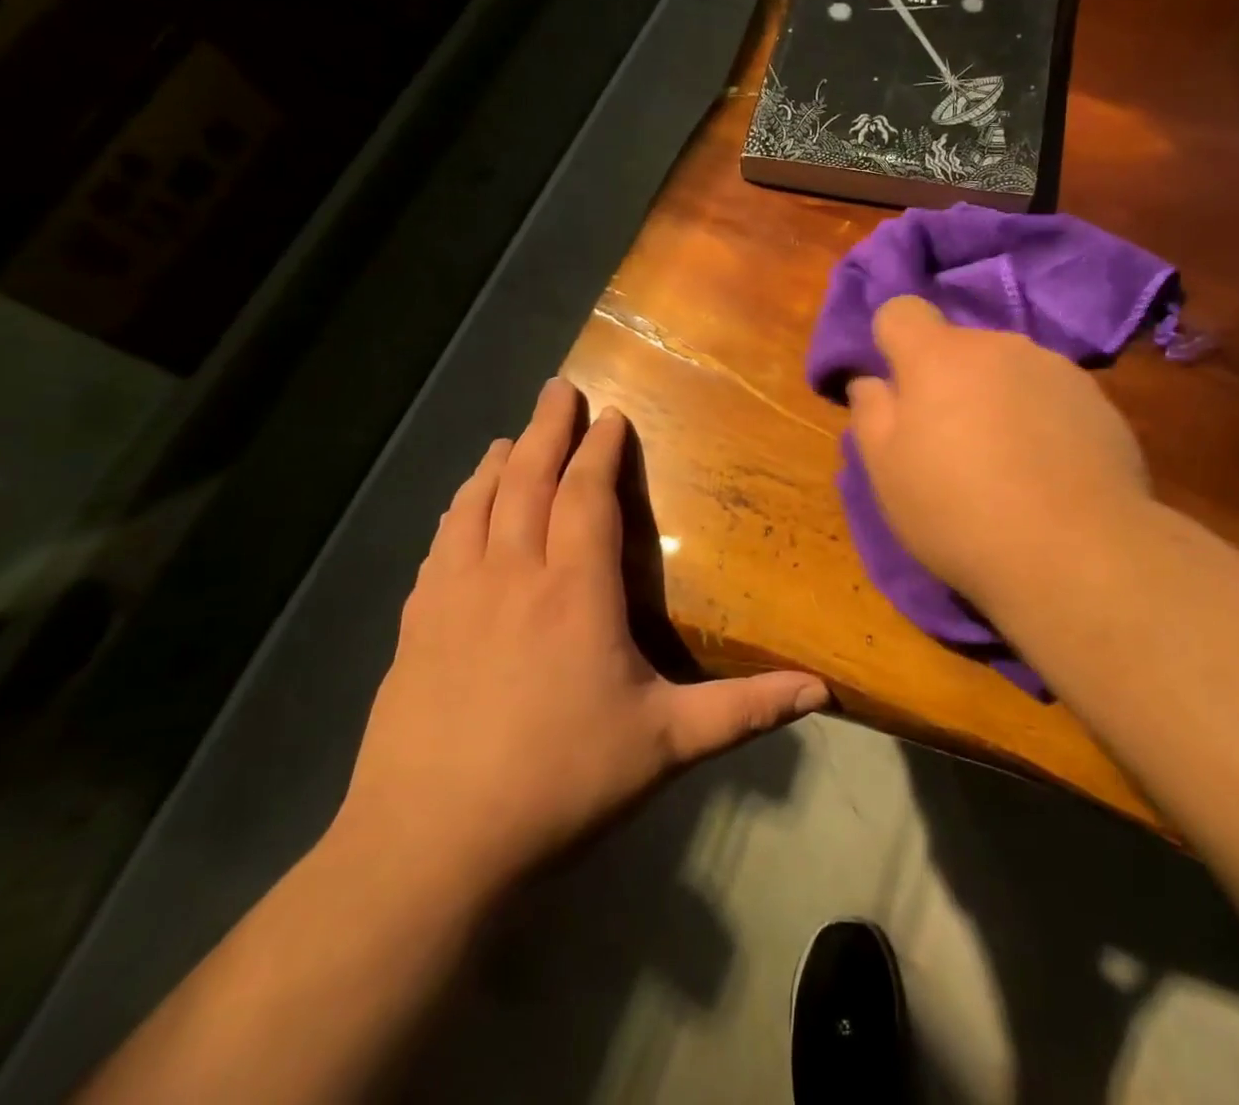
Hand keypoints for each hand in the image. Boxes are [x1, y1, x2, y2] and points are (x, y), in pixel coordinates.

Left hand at [333, 380, 829, 898]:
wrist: (429, 850)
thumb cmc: (560, 783)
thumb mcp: (667, 745)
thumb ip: (746, 710)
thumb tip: (823, 690)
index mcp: (574, 592)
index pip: (587, 498)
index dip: (600, 452)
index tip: (611, 416)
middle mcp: (511, 578)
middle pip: (526, 482)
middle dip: (545, 430)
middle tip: (556, 389)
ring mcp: (454, 600)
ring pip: (476, 507)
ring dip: (497, 464)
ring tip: (508, 437)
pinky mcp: (415, 630)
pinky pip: (439, 548)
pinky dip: (456, 512)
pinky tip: (459, 510)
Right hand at [847, 297, 1151, 613]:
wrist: (1075, 552)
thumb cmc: (959, 512)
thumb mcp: (887, 473)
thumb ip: (871, 414)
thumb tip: (871, 381)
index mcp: (939, 356)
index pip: (902, 311)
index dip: (891, 342)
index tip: (897, 389)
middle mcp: (1000, 346)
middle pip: (959, 346)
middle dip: (947, 380)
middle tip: (949, 442)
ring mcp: (1055, 369)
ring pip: (1007, 371)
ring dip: (996, 399)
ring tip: (1006, 463)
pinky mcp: (1097, 400)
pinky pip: (1050, 396)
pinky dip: (1040, 419)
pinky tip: (1047, 471)